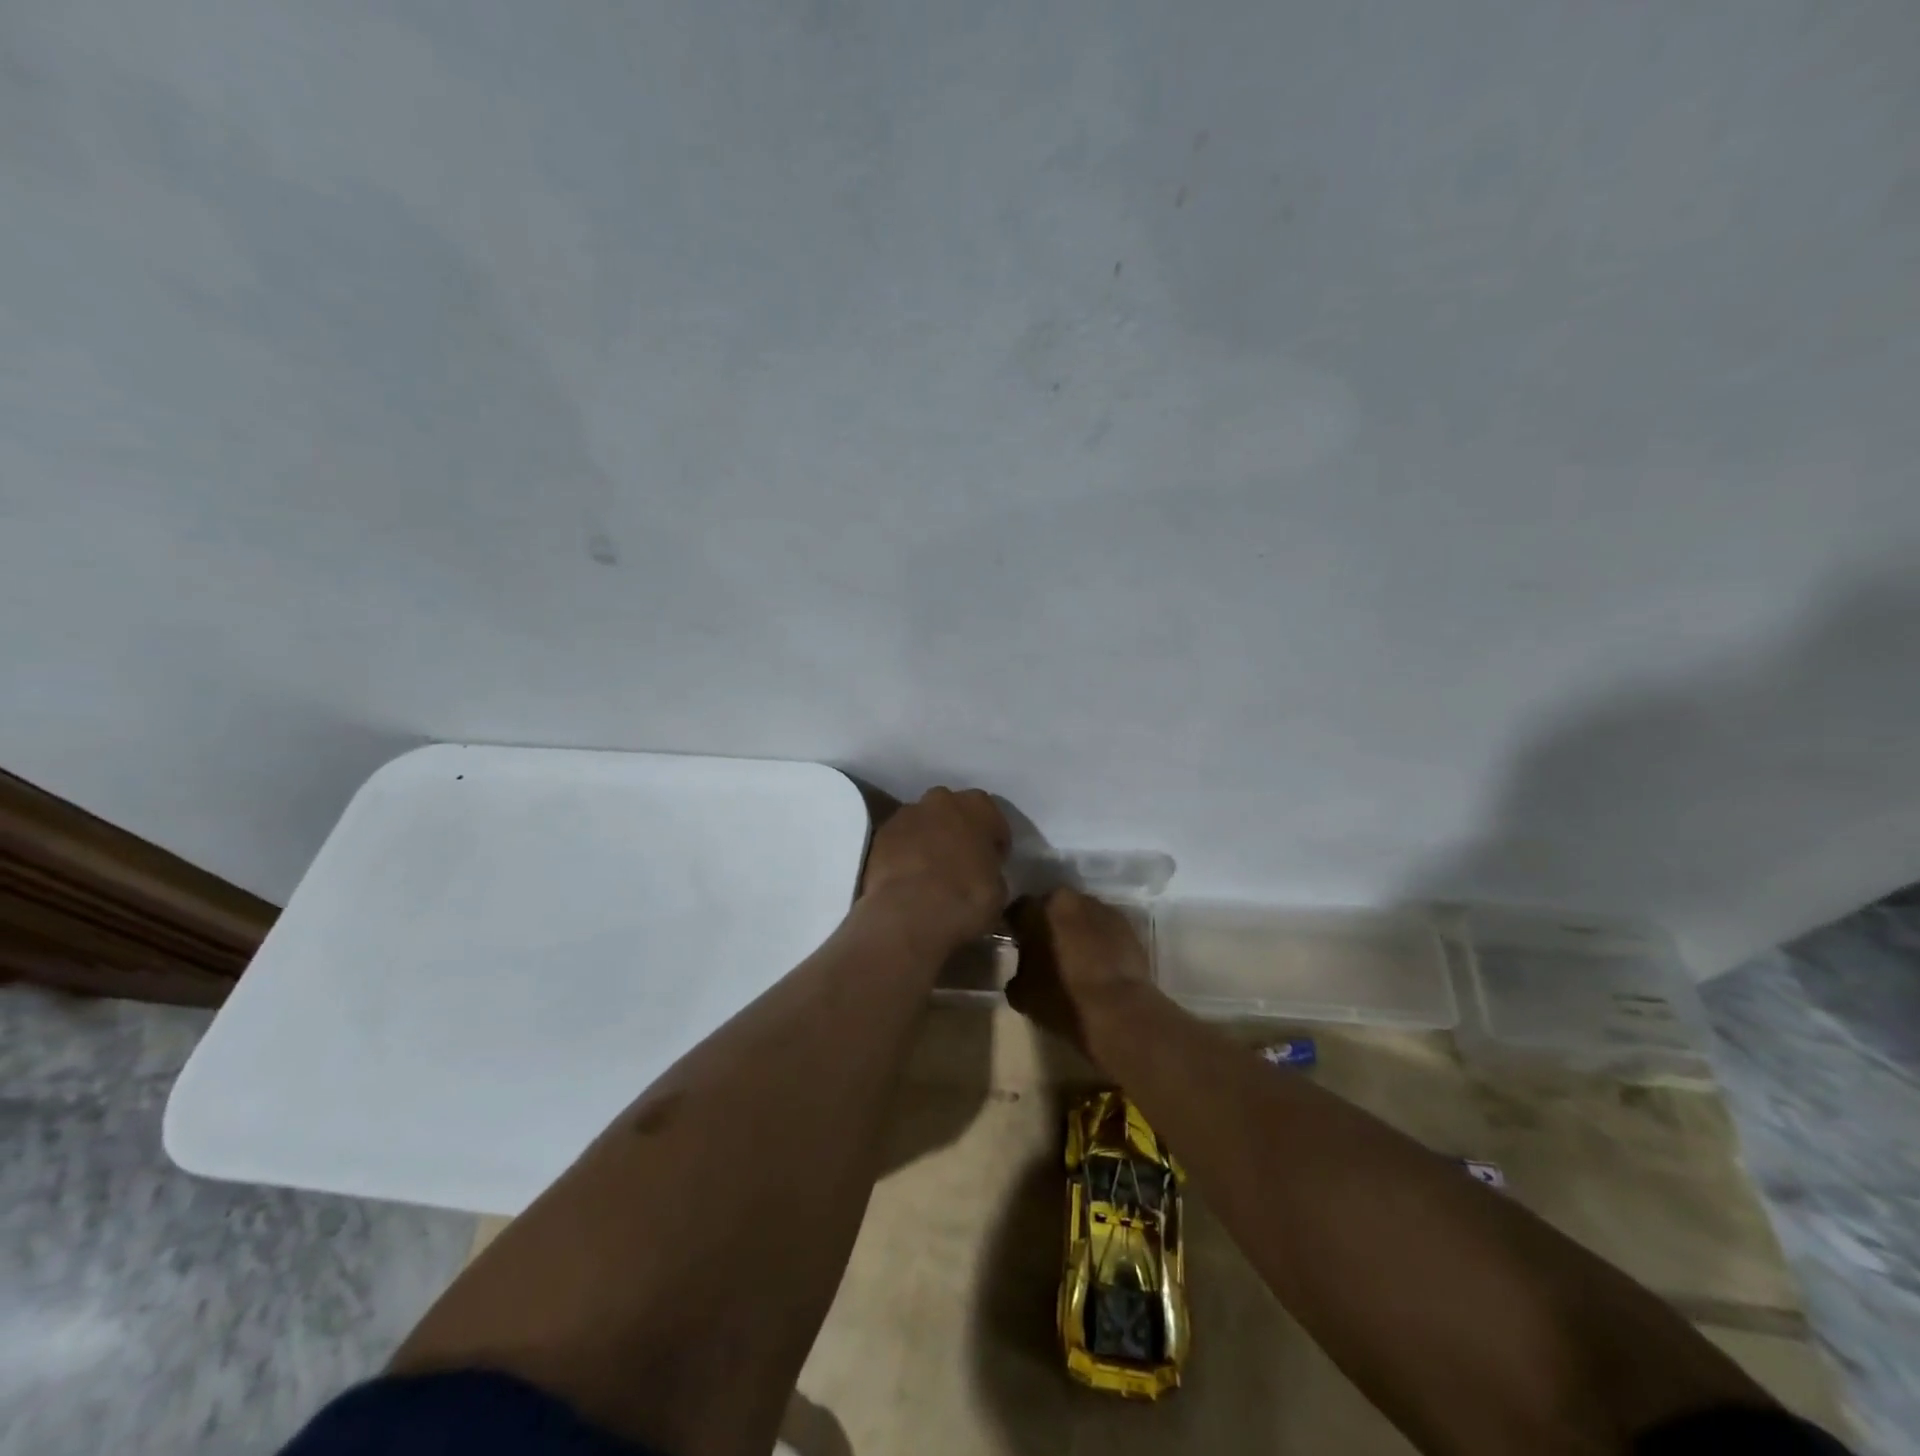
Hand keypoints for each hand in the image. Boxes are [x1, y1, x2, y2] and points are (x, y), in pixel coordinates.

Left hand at [858, 787, 1010, 944]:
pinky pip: (900, 838)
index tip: (993, 862)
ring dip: (929, 838)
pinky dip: (905, 851)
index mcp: (979, 807)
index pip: (993, 819)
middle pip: (954, 811)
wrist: (908, 912)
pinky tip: (908, 876)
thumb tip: (982, 873)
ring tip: (931, 871)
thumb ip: (991, 870)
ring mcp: (907, 813)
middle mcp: (942, 800)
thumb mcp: (998, 890)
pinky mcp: (881, 832)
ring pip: (924, 821)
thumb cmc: (966, 899)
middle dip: (958, 830)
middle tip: (961, 861)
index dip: (994, 841)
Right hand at [1005, 888, 1152, 1053]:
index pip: (1017, 911)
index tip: (1018, 946)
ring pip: (1081, 915)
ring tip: (1078, 959)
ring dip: (1076, 930)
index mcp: (1036, 909)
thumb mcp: (1020, 993)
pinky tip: (1100, 964)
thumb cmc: (1061, 999)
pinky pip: (1105, 928)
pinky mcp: (1128, 924)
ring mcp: (1101, 908)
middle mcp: (1068, 899)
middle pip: (1052, 907)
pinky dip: (1100, 940)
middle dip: (1048, 924)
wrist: (1119, 1011)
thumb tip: (1023, 971)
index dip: (1016, 929)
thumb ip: (1017, 972)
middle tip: (1048, 951)